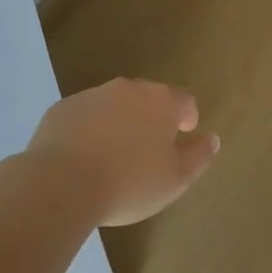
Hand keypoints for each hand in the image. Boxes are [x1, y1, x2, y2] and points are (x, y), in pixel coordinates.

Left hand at [23, 78, 219, 227]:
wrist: (60, 183)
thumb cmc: (129, 183)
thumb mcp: (176, 179)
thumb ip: (198, 156)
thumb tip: (211, 139)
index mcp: (160, 101)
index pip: (184, 101)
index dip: (187, 119)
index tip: (183, 138)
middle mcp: (127, 89)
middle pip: (148, 100)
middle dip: (152, 120)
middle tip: (148, 152)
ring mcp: (91, 95)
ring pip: (114, 106)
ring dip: (119, 124)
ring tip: (114, 158)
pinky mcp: (61, 109)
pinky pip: (84, 117)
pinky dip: (89, 131)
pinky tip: (83, 159)